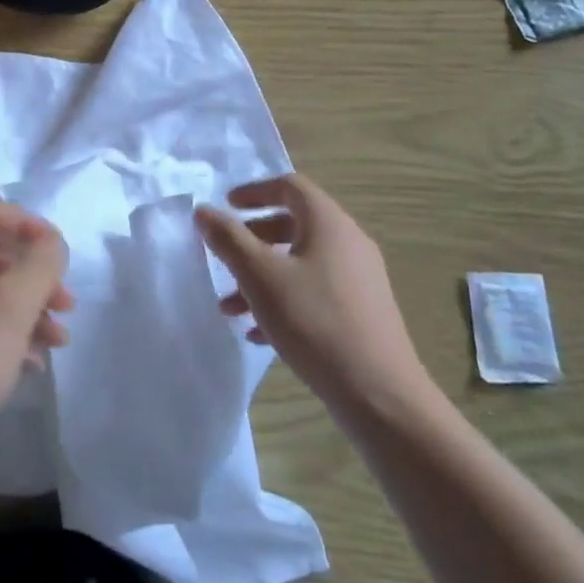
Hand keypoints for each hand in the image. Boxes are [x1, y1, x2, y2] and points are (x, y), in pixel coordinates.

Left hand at [0, 202, 73, 478]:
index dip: (25, 223)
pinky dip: (5, 336)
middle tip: (67, 305)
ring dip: (25, 310)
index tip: (57, 250)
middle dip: (33, 277)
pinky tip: (31, 364)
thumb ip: (40, 265)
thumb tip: (52, 241)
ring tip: (58, 341)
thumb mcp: (12, 309)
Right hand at [196, 174, 431, 421]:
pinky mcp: (362, 313)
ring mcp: (359, 280)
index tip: (225, 206)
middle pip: (294, 224)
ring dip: (262, 276)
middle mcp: (349, 243)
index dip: (254, 191)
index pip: (290, 186)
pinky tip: (258, 333)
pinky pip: (315, 292)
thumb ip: (228, 239)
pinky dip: (284, 300)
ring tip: (230, 308)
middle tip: (224, 256)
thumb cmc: (314, 322)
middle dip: (252, 239)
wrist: (379, 395)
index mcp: (329, 223)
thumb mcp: (260, 276)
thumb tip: (204, 211)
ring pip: (301, 263)